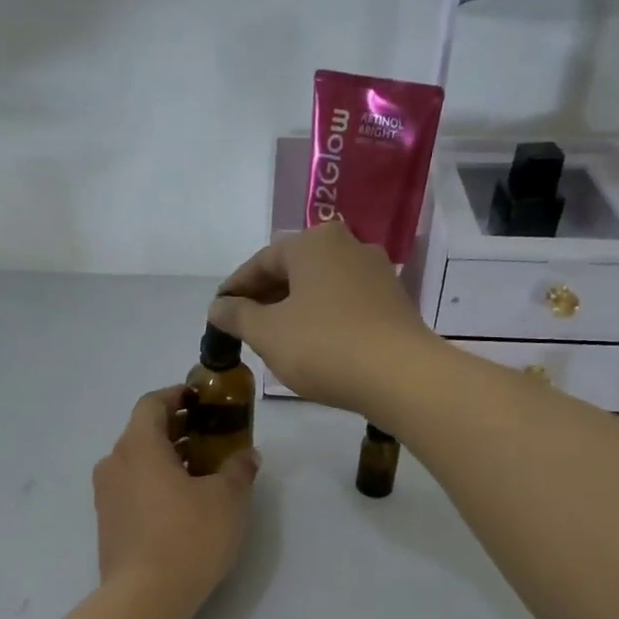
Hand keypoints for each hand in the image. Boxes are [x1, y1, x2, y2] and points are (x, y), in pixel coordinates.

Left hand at [94, 387, 258, 607]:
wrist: (145, 597)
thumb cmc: (188, 536)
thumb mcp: (228, 499)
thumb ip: (238, 469)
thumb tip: (246, 456)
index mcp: (138, 446)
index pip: (152, 403)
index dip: (177, 395)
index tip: (200, 399)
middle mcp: (114, 464)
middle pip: (143, 433)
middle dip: (178, 430)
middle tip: (211, 437)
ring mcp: (106, 496)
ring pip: (137, 463)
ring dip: (167, 459)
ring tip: (202, 472)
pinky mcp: (107, 524)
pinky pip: (132, 489)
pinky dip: (155, 484)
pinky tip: (182, 504)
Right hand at [207, 223, 439, 416]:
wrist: (400, 375)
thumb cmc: (323, 346)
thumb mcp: (268, 333)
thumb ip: (237, 316)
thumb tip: (218, 306)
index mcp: (313, 242)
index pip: (261, 261)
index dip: (235, 288)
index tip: (218, 312)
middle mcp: (348, 245)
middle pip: (294, 270)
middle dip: (266, 296)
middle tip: (244, 325)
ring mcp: (376, 272)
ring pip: (321, 286)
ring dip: (294, 307)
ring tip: (275, 337)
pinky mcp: (394, 301)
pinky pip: (345, 303)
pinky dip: (322, 317)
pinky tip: (312, 343)